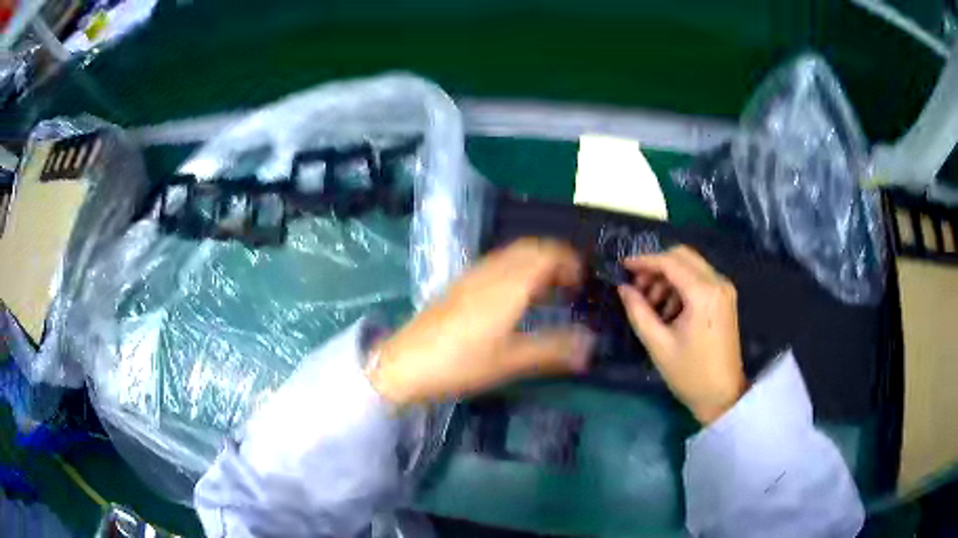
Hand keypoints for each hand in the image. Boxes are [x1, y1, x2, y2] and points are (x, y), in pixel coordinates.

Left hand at [369, 238, 594, 405]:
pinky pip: (498, 264)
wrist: (405, 363)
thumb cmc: (461, 363)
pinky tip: (516, 298)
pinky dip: (518, 270)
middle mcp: (492, 270)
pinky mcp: (460, 285)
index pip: (548, 253)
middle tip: (570, 284)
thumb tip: (590, 346)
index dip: (570, 261)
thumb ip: (553, 350)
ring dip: (536, 263)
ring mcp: (472, 275)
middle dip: (556, 258)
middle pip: (531, 247)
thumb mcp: (511, 361)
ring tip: (548, 292)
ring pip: (513, 254)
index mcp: (509, 283)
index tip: (583, 281)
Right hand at [618, 246, 745, 424]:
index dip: (644, 261)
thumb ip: (638, 311)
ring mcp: (724, 289)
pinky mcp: (725, 298)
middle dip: (656, 267)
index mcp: (703, 293)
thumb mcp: (658, 345)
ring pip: (691, 266)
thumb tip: (623, 288)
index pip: (670, 262)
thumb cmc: (690, 374)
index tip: (622, 266)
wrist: (722, 395)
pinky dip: (681, 286)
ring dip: (668, 277)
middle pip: (682, 256)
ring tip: (651, 305)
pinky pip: (699, 279)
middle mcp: (718, 283)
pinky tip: (669, 311)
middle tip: (637, 287)